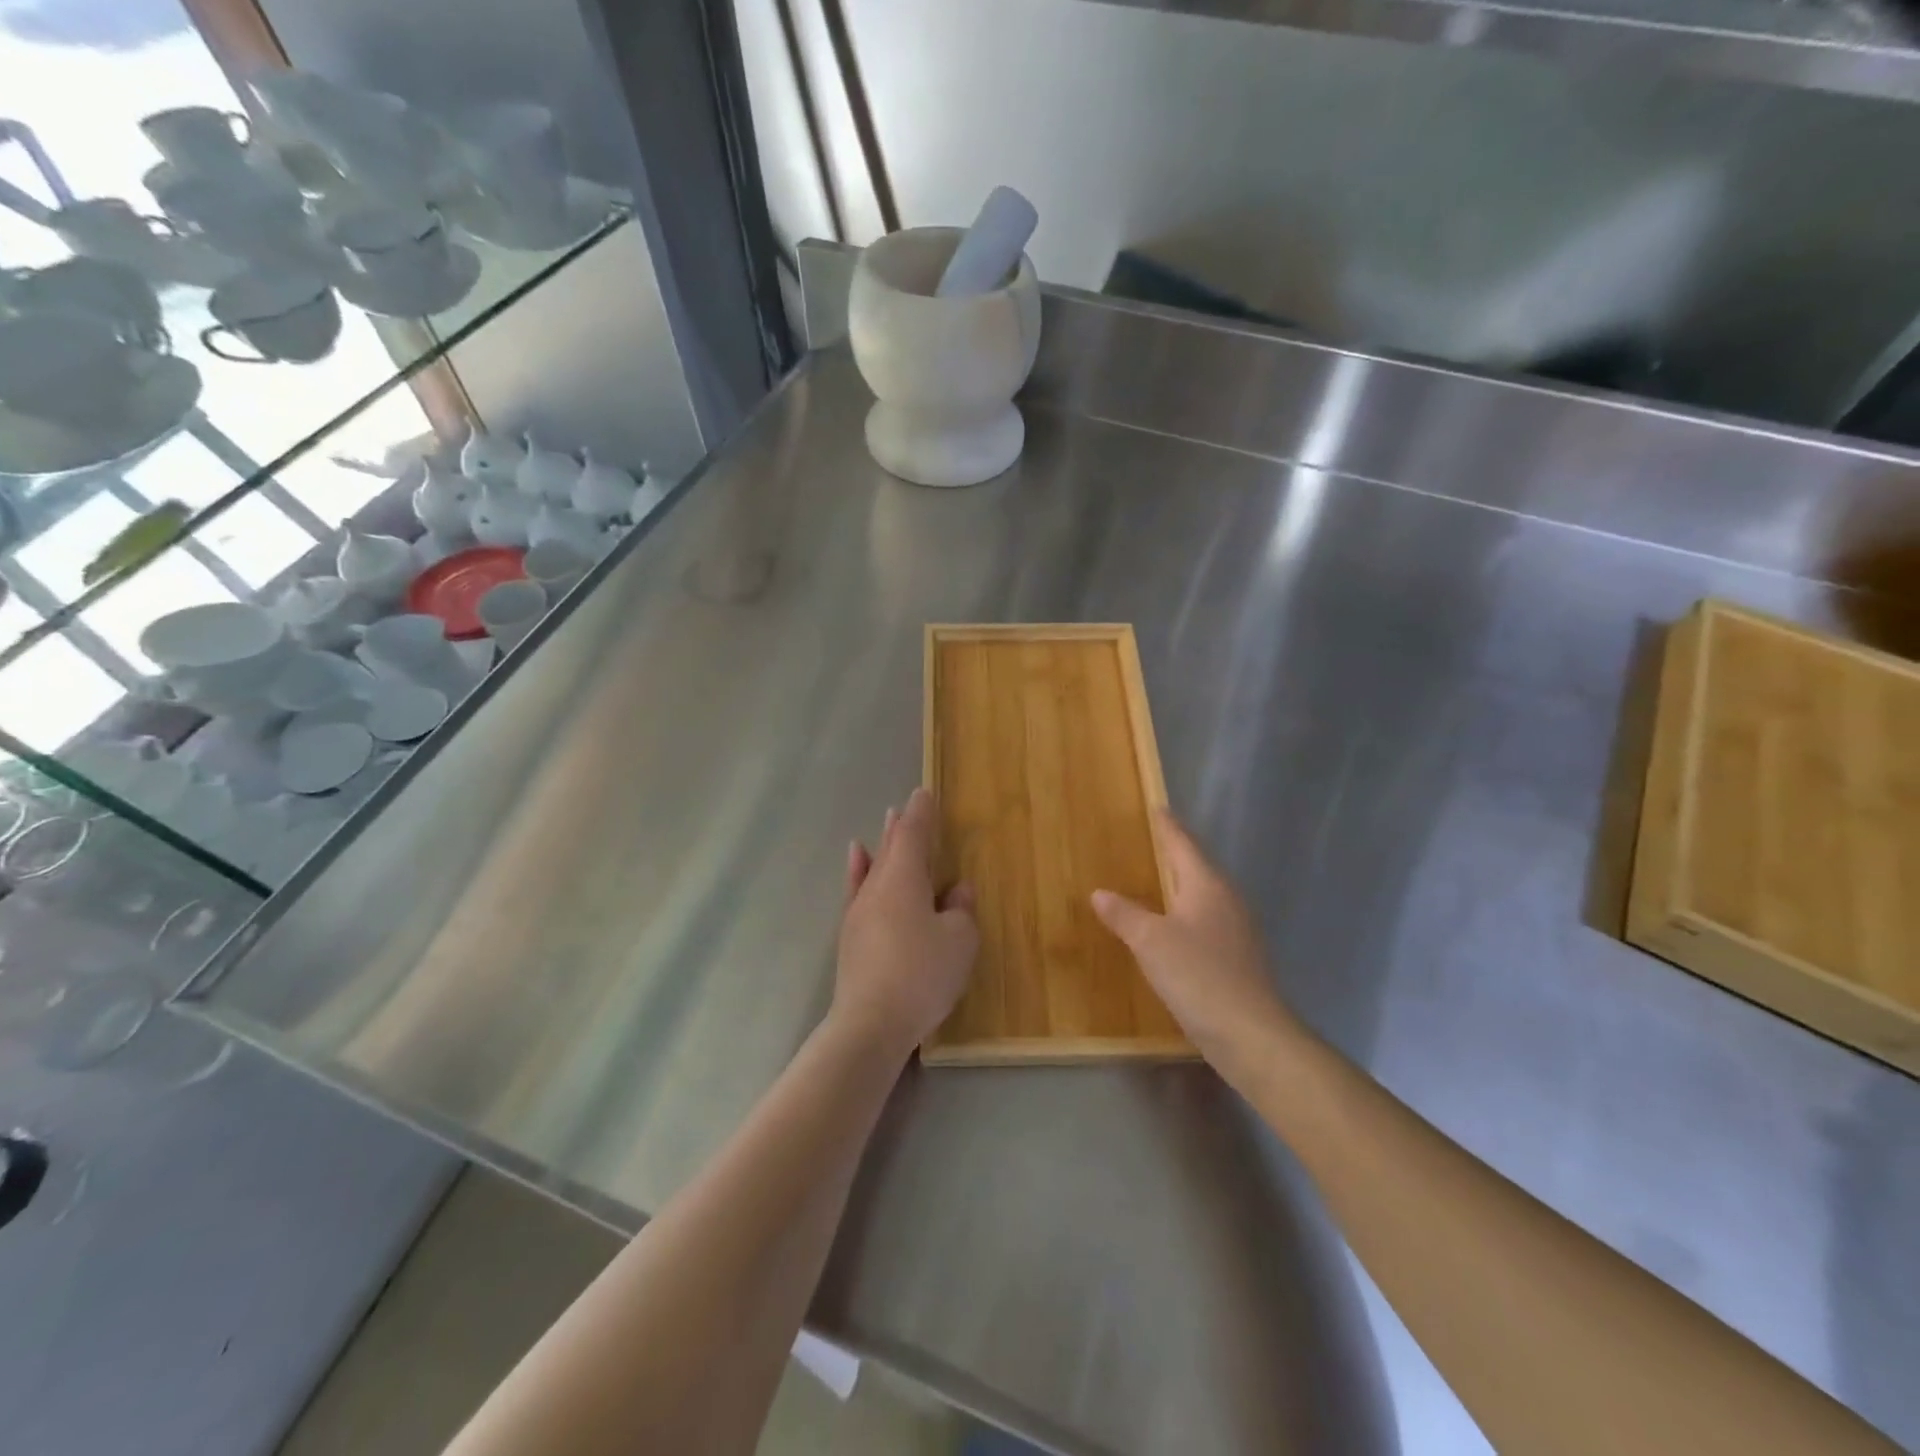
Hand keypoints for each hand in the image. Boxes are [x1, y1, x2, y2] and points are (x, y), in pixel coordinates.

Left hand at [833, 788, 978, 1062]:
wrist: (871, 1023)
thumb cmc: (922, 974)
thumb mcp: (959, 941)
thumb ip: (960, 910)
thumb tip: (955, 891)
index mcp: (904, 879)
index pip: (913, 835)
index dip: (922, 813)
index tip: (925, 793)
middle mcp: (877, 887)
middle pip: (891, 847)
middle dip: (902, 826)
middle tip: (907, 805)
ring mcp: (859, 912)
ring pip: (874, 867)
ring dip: (883, 845)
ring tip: (887, 823)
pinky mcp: (851, 937)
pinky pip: (857, 890)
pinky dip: (858, 870)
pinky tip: (857, 859)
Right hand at [1091, 809, 1296, 1070]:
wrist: (1251, 1034)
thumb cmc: (1198, 976)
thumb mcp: (1150, 942)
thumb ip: (1125, 914)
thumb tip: (1100, 893)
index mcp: (1207, 885)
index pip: (1184, 844)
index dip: (1168, 826)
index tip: (1157, 808)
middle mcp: (1227, 900)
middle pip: (1197, 867)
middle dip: (1174, 854)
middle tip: (1148, 842)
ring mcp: (1237, 930)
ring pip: (1203, 896)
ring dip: (1180, 886)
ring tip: (1155, 881)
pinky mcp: (1238, 958)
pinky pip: (1206, 922)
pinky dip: (1186, 915)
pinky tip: (1172, 929)